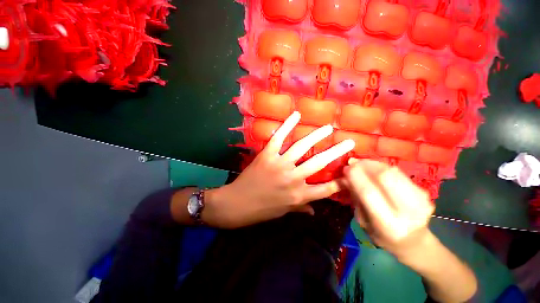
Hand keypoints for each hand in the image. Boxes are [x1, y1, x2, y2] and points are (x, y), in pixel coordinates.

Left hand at [203, 111, 354, 228]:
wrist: (238, 204)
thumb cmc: (262, 210)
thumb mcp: (284, 211)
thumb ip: (300, 208)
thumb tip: (314, 210)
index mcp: (299, 195)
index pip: (326, 189)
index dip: (341, 182)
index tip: (352, 174)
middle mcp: (293, 179)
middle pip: (319, 163)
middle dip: (336, 152)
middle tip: (349, 141)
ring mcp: (280, 165)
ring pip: (301, 147)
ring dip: (316, 136)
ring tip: (328, 127)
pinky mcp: (267, 155)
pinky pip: (279, 138)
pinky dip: (287, 125)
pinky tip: (296, 115)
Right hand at [344, 159, 434, 258]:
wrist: (414, 242)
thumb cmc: (382, 235)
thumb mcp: (363, 221)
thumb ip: (355, 197)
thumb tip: (345, 176)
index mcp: (389, 225)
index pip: (369, 193)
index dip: (355, 177)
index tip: (345, 168)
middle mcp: (408, 212)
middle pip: (385, 177)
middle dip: (365, 166)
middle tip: (353, 163)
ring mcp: (421, 201)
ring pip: (393, 171)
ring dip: (373, 164)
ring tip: (361, 164)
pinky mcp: (424, 192)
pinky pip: (398, 172)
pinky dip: (382, 167)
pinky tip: (373, 168)